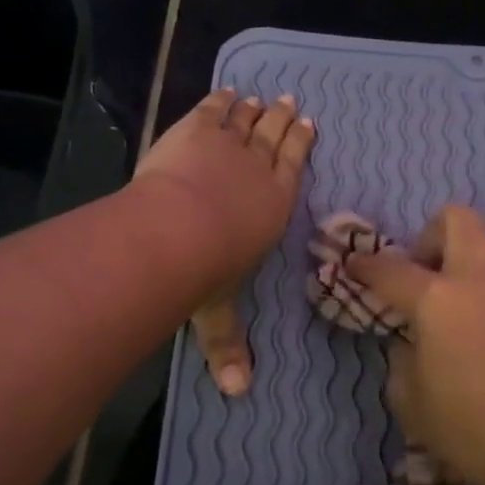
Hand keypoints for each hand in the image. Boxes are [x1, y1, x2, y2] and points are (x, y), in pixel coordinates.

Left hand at [135, 89, 315, 395]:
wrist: (176, 230)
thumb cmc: (206, 271)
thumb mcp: (218, 312)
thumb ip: (227, 346)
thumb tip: (236, 393)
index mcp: (273, 206)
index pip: (294, 167)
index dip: (301, 144)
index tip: (307, 124)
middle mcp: (258, 170)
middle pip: (274, 136)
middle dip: (282, 119)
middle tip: (290, 102)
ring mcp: (227, 145)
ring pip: (246, 120)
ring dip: (254, 108)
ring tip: (260, 96)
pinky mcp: (195, 129)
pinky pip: (212, 109)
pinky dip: (219, 99)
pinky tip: (223, 92)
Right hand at [347, 205, 484, 484]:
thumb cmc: (472, 434)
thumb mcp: (412, 403)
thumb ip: (403, 357)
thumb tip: (412, 337)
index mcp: (438, 301)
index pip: (391, 268)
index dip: (366, 265)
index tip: (355, 265)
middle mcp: (483, 280)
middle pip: (458, 220)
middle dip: (432, 235)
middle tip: (427, 273)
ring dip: (476, 266)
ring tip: (472, 308)